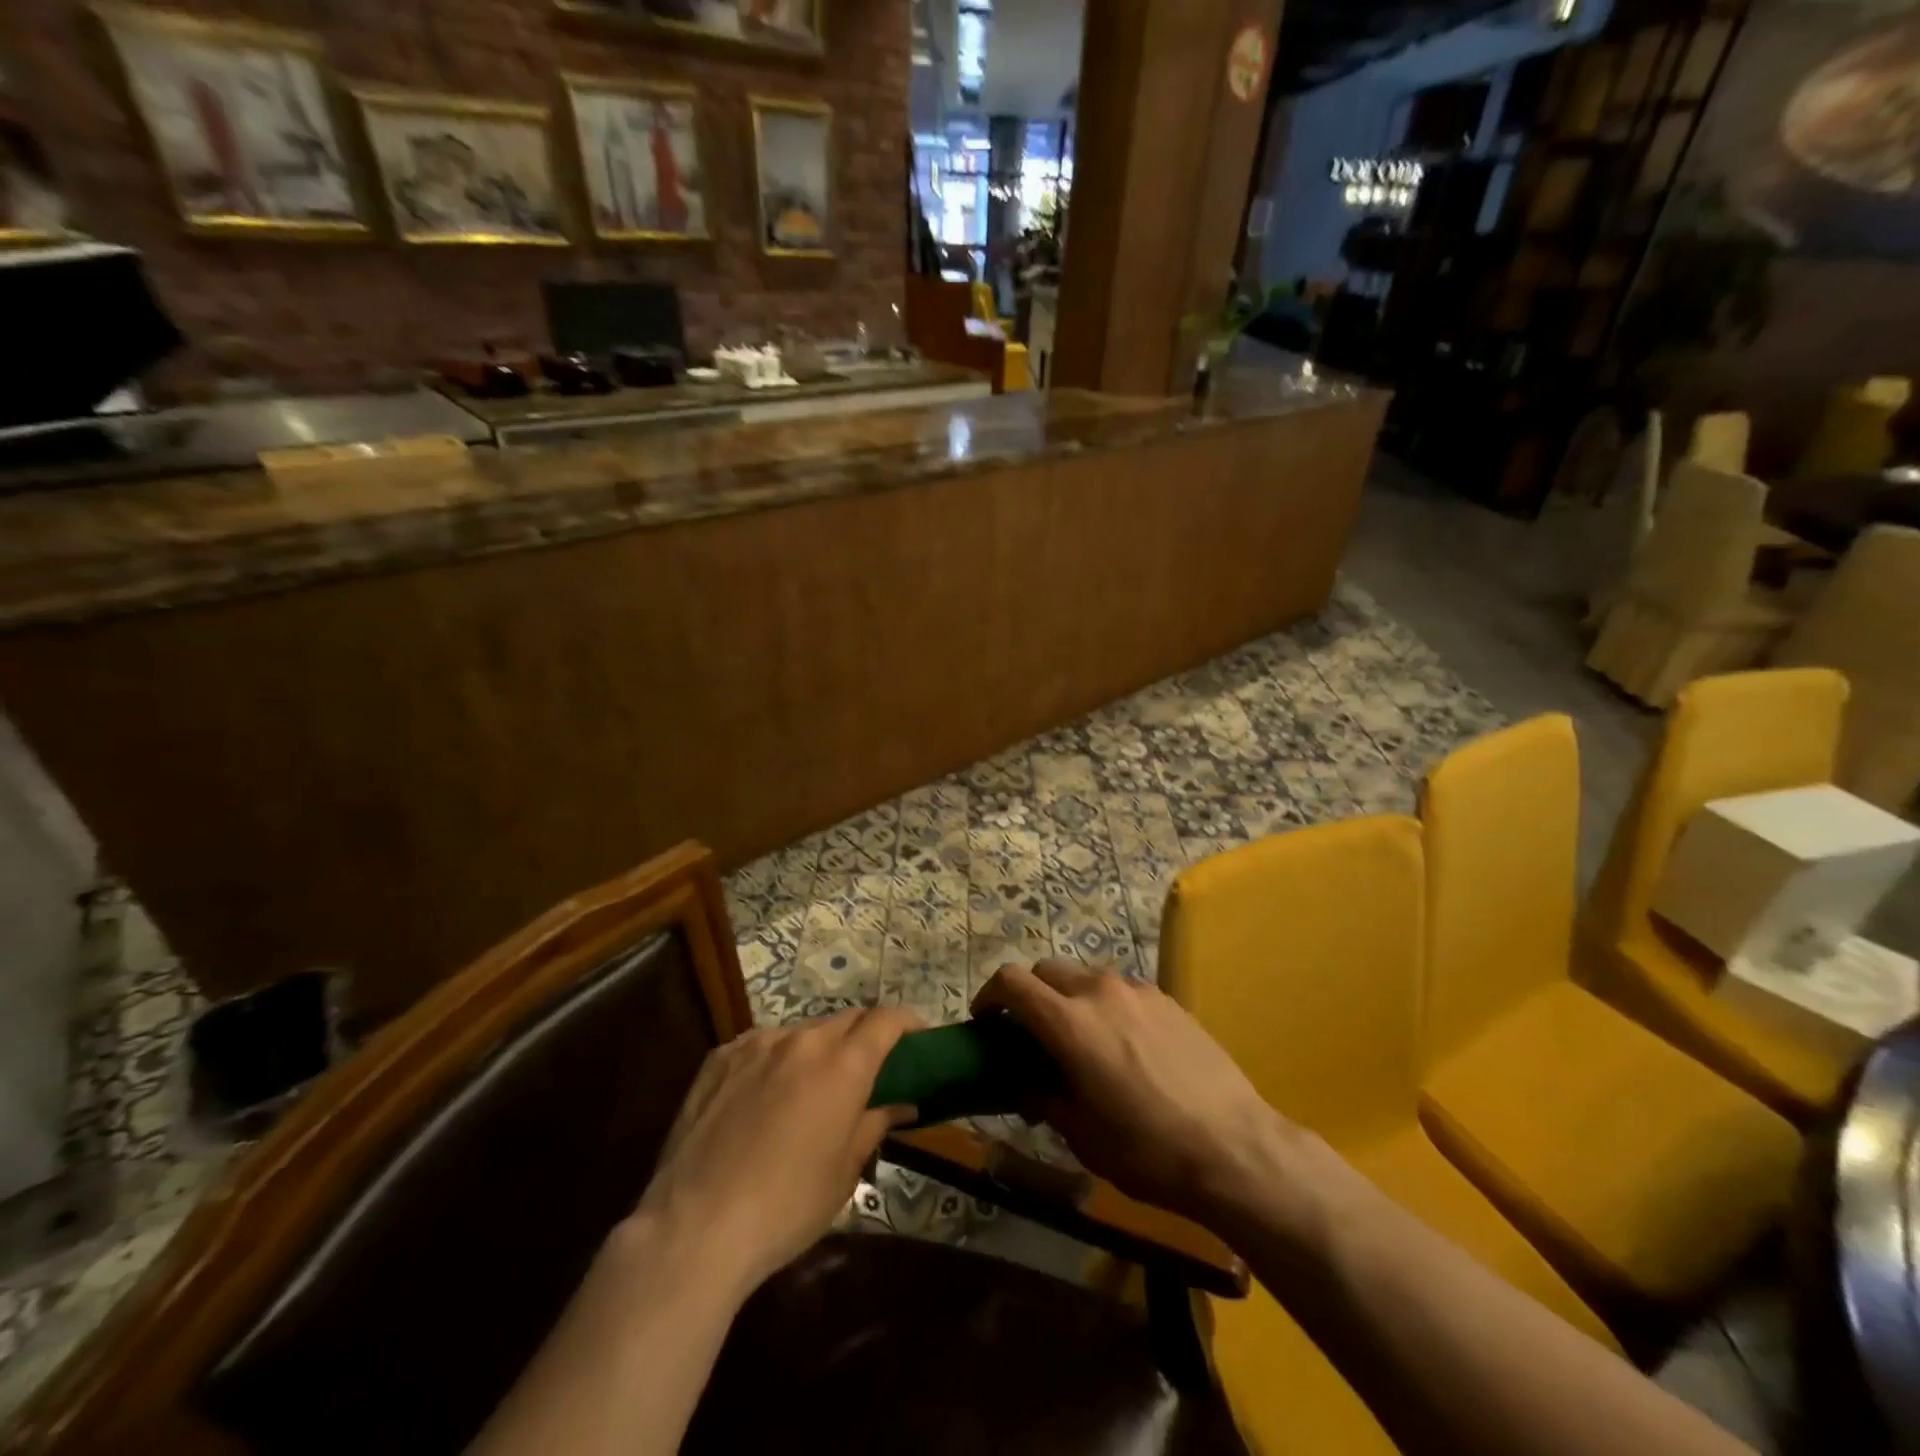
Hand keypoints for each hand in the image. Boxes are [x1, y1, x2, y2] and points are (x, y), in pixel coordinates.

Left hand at [631, 1008, 920, 1296]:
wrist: (694, 1227)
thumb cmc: (786, 1207)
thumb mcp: (844, 1173)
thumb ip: (875, 1124)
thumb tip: (902, 1103)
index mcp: (842, 1065)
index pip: (886, 1020)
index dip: (907, 1022)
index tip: (917, 1036)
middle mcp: (802, 1040)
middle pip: (846, 1020)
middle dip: (864, 1035)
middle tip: (868, 1067)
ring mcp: (756, 1044)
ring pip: (802, 1031)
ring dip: (818, 1049)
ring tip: (811, 1086)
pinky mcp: (720, 1057)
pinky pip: (761, 1045)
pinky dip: (776, 1059)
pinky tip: (764, 1095)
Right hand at [975, 960, 1291, 1223]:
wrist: (1234, 1148)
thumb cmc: (1147, 1150)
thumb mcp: (1081, 1134)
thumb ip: (1041, 1097)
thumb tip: (1020, 1083)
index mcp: (1069, 1022)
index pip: (1012, 982)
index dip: (990, 996)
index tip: (986, 1021)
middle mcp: (1099, 991)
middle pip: (1046, 970)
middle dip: (1029, 994)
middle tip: (1031, 1035)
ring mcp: (1137, 990)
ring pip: (1085, 977)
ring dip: (1069, 999)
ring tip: (1081, 1042)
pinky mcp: (1167, 999)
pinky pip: (1120, 990)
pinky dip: (1105, 1005)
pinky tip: (1123, 1046)